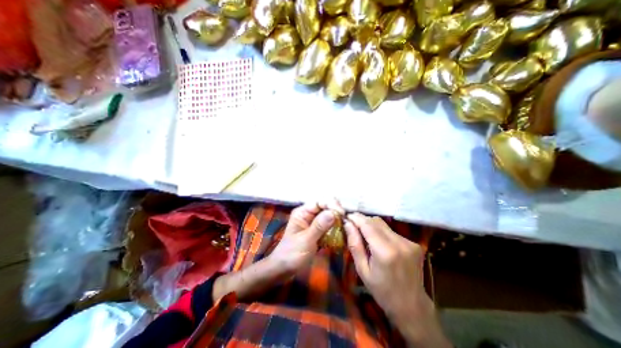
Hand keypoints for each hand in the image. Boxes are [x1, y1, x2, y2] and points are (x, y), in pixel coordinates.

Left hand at [214, 204, 338, 300]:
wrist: (284, 268)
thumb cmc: (292, 254)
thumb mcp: (306, 240)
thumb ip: (319, 226)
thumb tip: (333, 212)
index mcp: (302, 212)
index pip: (319, 202)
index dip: (331, 204)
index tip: (342, 214)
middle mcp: (308, 214)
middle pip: (325, 206)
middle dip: (335, 211)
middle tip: (345, 220)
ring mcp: (313, 222)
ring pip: (328, 215)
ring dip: (337, 219)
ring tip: (345, 225)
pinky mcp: (317, 230)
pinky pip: (328, 224)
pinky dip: (335, 226)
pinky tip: (341, 231)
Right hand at [345, 213, 451, 345]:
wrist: (412, 306)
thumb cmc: (382, 291)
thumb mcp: (362, 270)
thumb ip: (354, 244)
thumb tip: (347, 224)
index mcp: (385, 251)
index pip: (367, 224)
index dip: (356, 217)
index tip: (346, 216)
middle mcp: (399, 242)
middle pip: (376, 221)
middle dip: (363, 220)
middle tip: (353, 225)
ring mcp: (409, 242)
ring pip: (384, 225)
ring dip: (372, 226)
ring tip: (365, 235)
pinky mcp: (414, 243)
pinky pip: (392, 231)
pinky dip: (382, 232)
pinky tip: (379, 242)